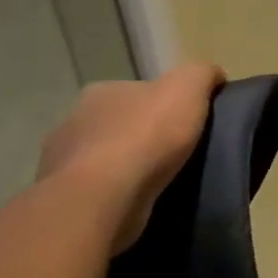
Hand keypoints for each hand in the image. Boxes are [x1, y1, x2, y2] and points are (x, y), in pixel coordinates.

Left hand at [38, 63, 224, 252]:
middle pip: (120, 124)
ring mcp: (63, 164)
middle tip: (179, 151)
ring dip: (128, 168)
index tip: (187, 120)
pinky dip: (118, 196)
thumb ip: (202, 74)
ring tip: (162, 181)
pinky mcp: (68, 201)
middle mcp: (75, 122)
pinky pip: (100, 193)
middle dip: (144, 135)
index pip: (138, 91)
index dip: (164, 103)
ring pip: (106, 160)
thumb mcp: (188, 87)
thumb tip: (214, 76)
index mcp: (101, 92)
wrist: (105, 199)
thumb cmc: (146, 135)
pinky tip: (141, 202)